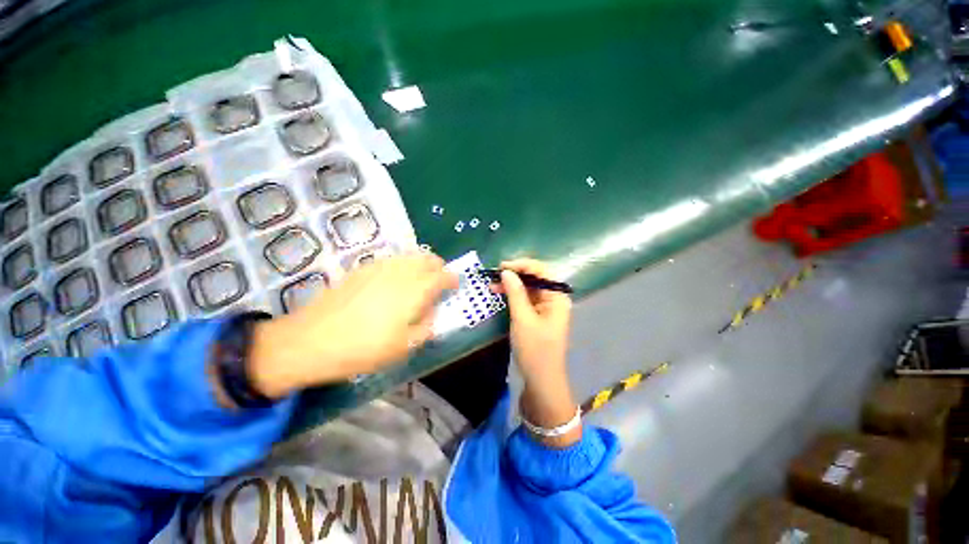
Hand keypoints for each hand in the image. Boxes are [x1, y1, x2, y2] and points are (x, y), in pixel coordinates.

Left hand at [248, 253, 457, 397]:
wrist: (311, 340)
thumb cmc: (363, 348)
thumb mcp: (404, 346)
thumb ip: (427, 326)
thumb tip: (433, 312)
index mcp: (415, 290)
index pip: (442, 276)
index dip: (452, 279)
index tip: (455, 286)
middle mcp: (400, 272)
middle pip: (427, 258)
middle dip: (438, 267)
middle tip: (439, 282)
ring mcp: (379, 267)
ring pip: (409, 255)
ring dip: (421, 264)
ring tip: (418, 281)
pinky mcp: (362, 268)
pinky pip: (391, 260)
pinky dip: (402, 265)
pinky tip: (394, 281)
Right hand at [492, 259, 579, 447]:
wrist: (541, 380)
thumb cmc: (535, 349)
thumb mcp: (523, 319)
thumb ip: (515, 293)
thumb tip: (506, 272)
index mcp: (557, 297)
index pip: (542, 270)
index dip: (522, 265)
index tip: (501, 267)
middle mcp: (554, 299)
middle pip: (535, 278)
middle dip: (515, 275)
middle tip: (494, 277)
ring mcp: (546, 308)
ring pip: (529, 289)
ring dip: (512, 285)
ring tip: (493, 286)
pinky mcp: (538, 316)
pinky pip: (526, 300)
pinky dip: (514, 296)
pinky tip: (501, 295)